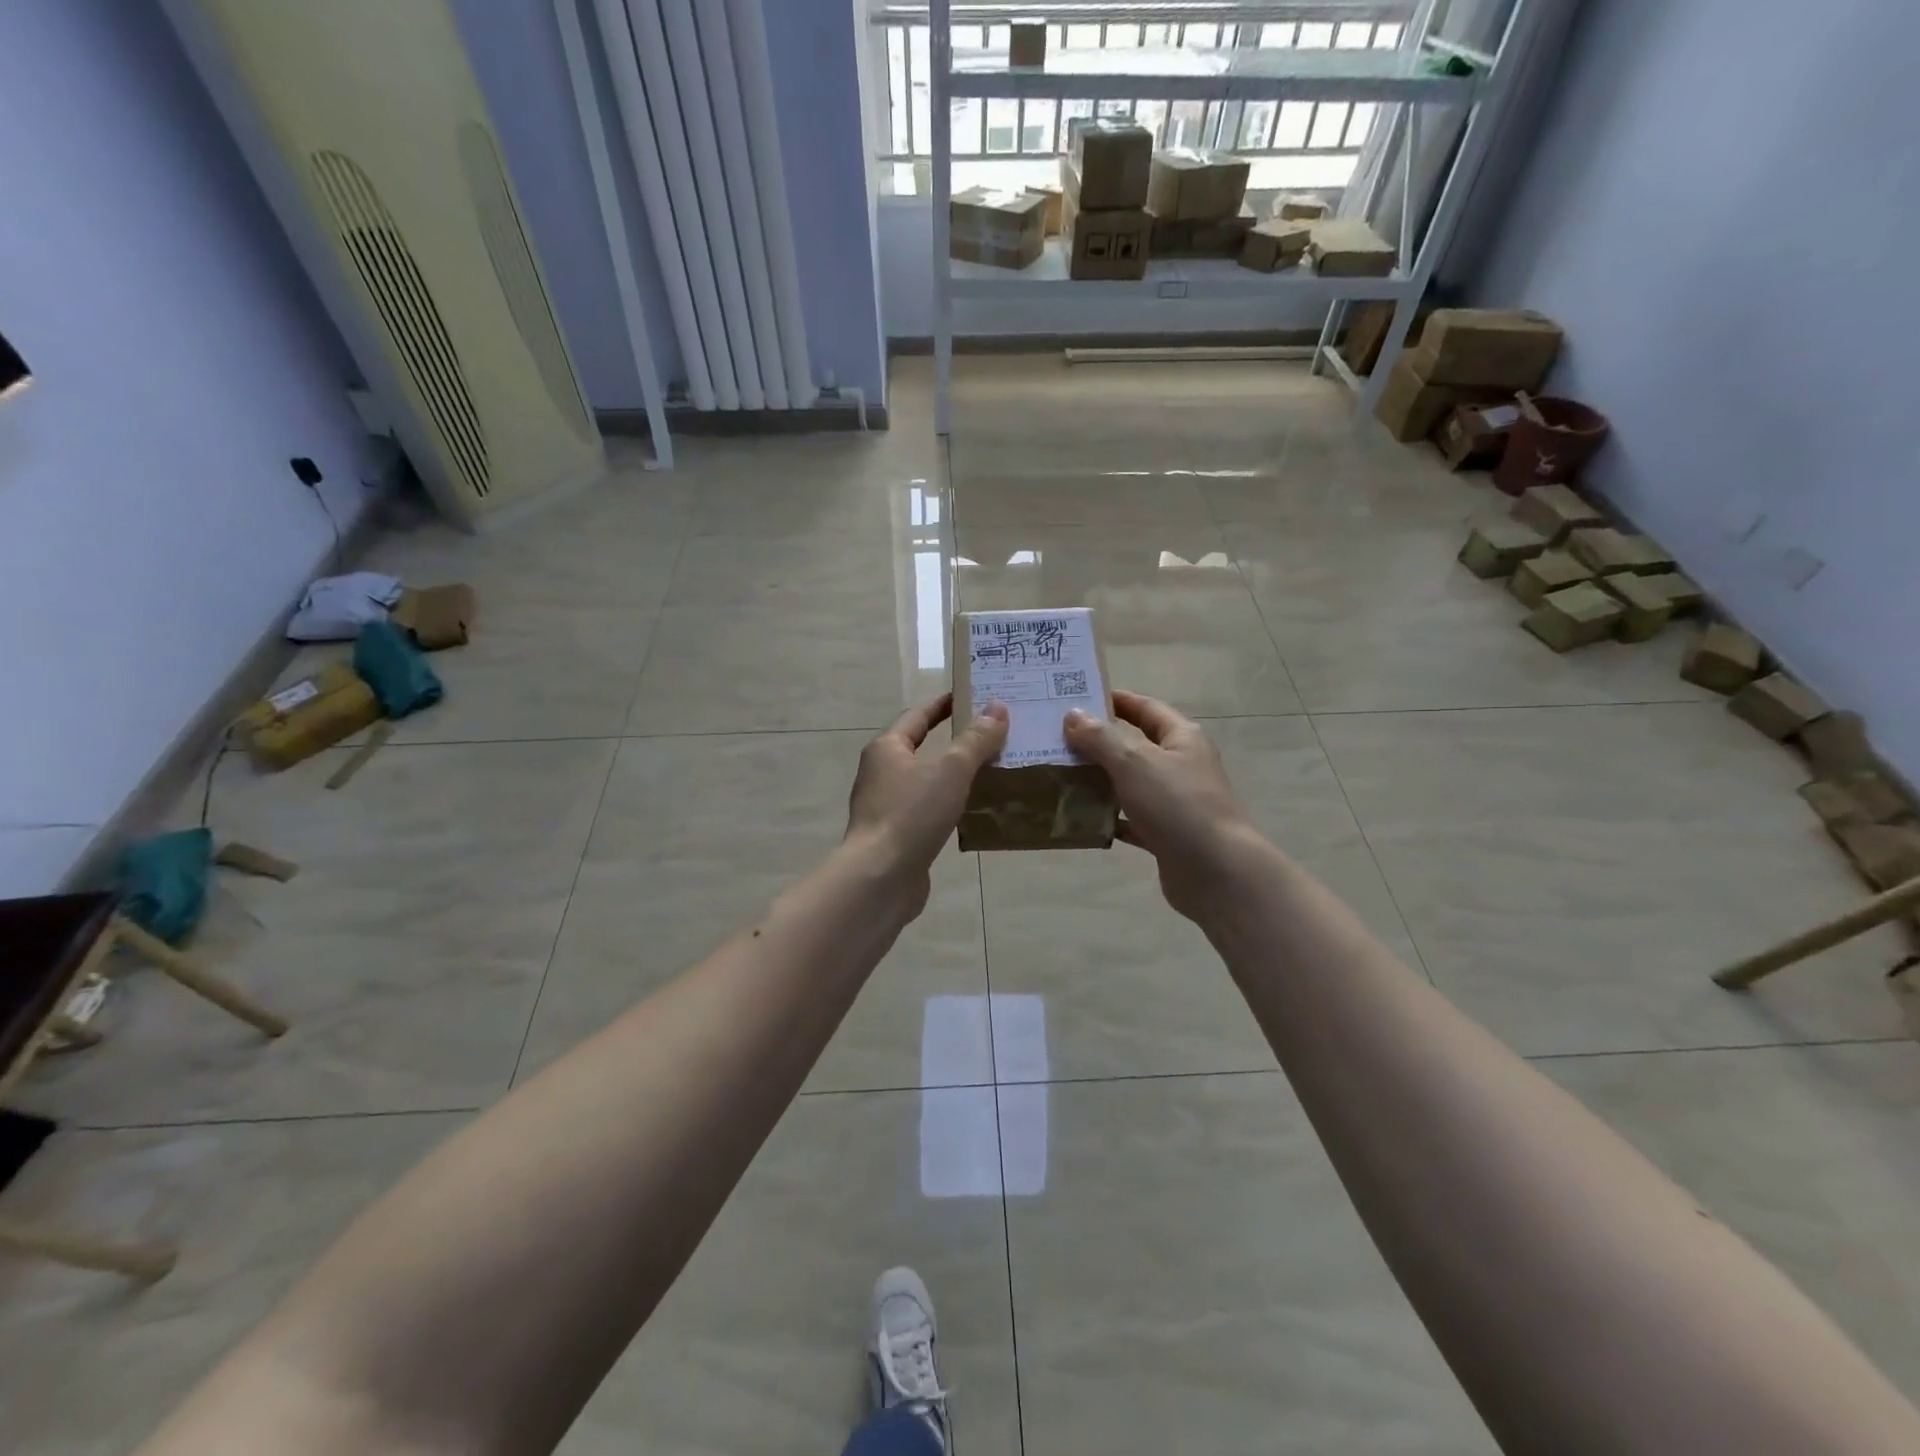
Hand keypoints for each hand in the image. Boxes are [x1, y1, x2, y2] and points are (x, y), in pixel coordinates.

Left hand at [846, 694, 1009, 904]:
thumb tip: (997, 708)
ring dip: (953, 775)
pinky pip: (927, 810)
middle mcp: (881, 773)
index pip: (918, 716)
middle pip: (920, 747)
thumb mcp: (951, 770)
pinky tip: (973, 812)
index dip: (944, 704)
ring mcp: (886, 806)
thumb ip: (975, 740)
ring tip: (991, 771)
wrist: (880, 878)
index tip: (970, 695)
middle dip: (954, 740)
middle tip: (991, 734)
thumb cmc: (912, 814)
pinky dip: (949, 805)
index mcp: (887, 748)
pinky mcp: (896, 835)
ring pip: (925, 781)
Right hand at [1063, 691, 1265, 920]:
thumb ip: (1101, 738)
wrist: (1216, 872)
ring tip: (1060, 775)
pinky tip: (1081, 818)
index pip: (1145, 708)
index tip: (1077, 697)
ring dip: (1100, 780)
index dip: (1114, 700)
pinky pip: (1131, 819)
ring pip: (1131, 783)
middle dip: (1099, 742)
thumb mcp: (1135, 763)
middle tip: (1056, 738)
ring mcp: (1175, 802)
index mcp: (1181, 738)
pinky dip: (1109, 817)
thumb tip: (1073, 715)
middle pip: (1135, 745)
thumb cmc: (1177, 805)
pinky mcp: (1167, 834)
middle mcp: (1181, 765)